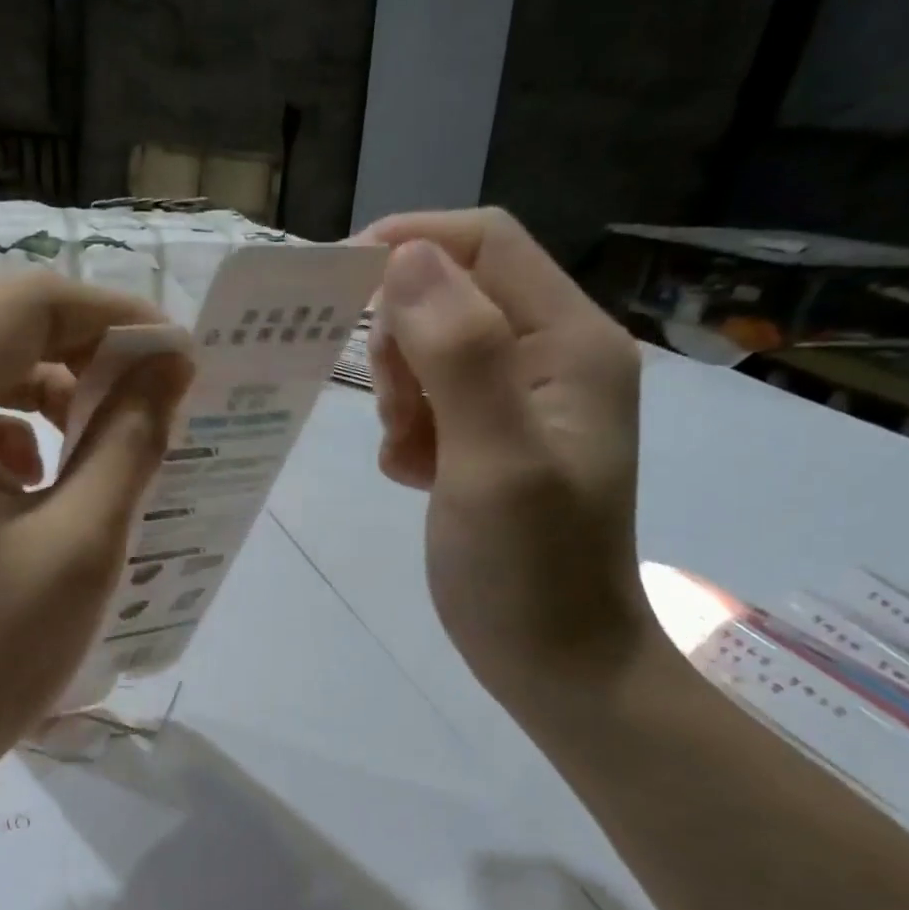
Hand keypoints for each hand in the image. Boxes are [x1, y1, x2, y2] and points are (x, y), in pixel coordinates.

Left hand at [0, 268, 190, 811]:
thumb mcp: (78, 549)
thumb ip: (130, 441)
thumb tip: (170, 366)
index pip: (26, 301)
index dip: (116, 316)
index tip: (181, 361)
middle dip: (85, 351)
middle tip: (154, 399)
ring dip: (49, 391)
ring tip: (105, 446)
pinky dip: (9, 431)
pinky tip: (41, 489)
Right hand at [359, 209, 654, 708]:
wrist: (558, 663)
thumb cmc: (529, 570)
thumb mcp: (494, 460)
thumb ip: (459, 353)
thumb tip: (406, 257)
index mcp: (569, 344)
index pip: (486, 245)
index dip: (410, 247)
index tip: (339, 289)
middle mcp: (552, 358)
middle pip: (454, 294)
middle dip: (403, 341)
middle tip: (397, 411)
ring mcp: (523, 403)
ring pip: (434, 350)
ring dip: (401, 392)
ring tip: (409, 453)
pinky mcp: (494, 441)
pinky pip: (432, 402)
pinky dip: (408, 431)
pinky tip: (414, 477)